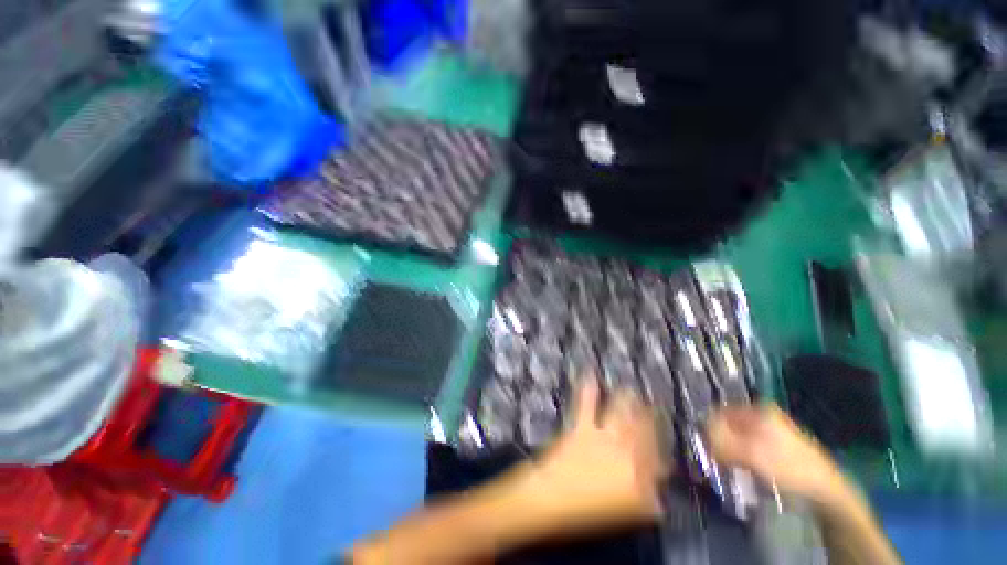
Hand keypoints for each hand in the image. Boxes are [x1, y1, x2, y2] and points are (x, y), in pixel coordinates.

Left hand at [524, 381, 669, 528]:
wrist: (552, 500)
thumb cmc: (588, 512)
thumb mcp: (627, 513)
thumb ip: (647, 500)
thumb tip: (656, 491)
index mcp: (641, 480)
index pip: (660, 462)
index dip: (663, 453)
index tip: (663, 447)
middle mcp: (627, 454)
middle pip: (645, 431)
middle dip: (651, 417)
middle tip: (654, 405)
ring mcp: (604, 438)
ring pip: (623, 413)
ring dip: (628, 400)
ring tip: (632, 390)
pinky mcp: (583, 426)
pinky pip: (587, 403)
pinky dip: (588, 388)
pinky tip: (590, 374)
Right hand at [706, 404, 849, 505]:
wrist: (825, 490)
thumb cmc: (787, 467)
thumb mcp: (750, 454)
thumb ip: (720, 441)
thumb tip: (699, 433)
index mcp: (758, 409)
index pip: (719, 412)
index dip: (709, 428)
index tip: (705, 447)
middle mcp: (763, 413)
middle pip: (729, 423)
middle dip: (719, 439)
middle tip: (716, 458)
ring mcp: (772, 428)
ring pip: (738, 435)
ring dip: (730, 449)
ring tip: (730, 465)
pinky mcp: (777, 444)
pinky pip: (749, 445)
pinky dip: (742, 455)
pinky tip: (744, 468)